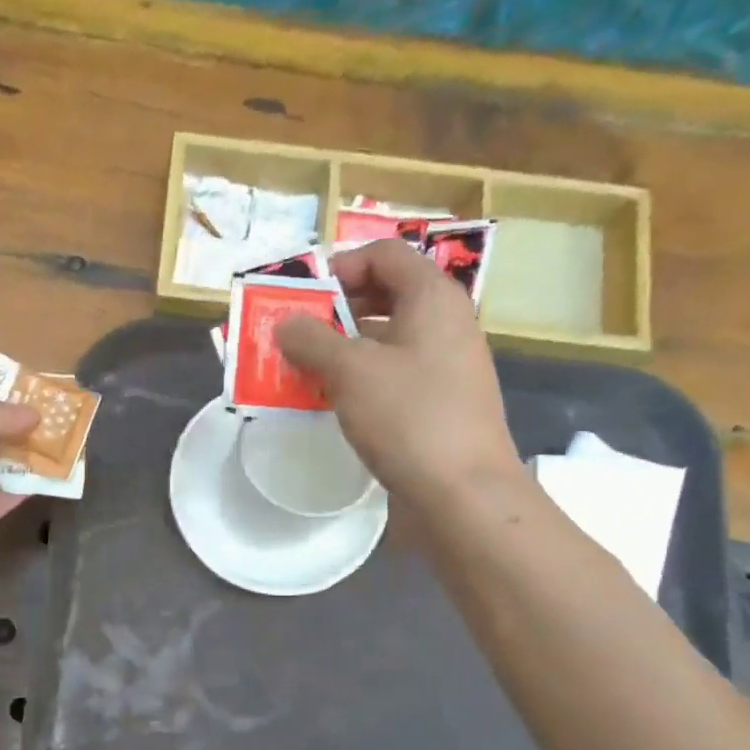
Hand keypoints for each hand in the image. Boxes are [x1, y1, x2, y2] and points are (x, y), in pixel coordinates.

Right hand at [277, 239, 520, 504]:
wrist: (463, 494)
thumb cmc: (409, 417)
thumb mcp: (350, 371)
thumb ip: (311, 340)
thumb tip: (286, 323)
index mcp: (433, 298)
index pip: (385, 255)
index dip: (341, 265)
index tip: (303, 297)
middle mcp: (445, 324)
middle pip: (385, 296)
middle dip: (335, 311)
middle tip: (296, 334)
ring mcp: (445, 367)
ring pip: (386, 341)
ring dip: (342, 350)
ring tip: (302, 371)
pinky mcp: (439, 405)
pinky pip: (393, 377)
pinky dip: (360, 381)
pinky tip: (332, 403)